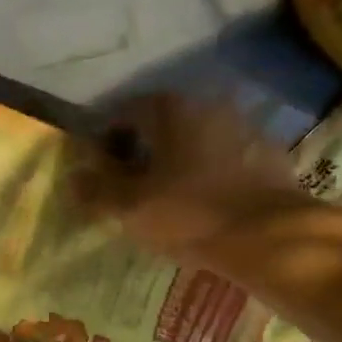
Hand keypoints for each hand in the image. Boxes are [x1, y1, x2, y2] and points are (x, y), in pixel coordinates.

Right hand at [71, 94, 305, 265]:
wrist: (268, 236)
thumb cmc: (189, 214)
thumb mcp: (131, 207)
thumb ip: (97, 189)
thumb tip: (73, 177)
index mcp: (170, 108)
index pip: (123, 112)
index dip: (105, 141)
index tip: (100, 172)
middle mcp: (208, 104)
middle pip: (162, 124)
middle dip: (142, 150)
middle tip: (132, 187)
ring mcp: (244, 126)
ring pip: (196, 140)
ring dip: (178, 162)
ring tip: (169, 198)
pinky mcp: (268, 154)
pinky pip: (225, 159)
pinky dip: (210, 173)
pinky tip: (206, 203)